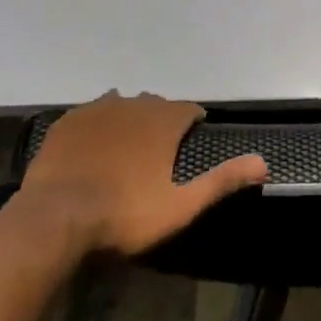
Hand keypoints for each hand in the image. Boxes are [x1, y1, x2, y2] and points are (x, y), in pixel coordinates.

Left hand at [19, 92, 267, 255]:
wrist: (56, 217)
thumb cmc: (125, 214)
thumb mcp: (180, 205)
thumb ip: (222, 181)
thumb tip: (264, 163)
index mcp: (163, 121)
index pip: (189, 109)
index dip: (194, 120)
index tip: (194, 134)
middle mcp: (134, 104)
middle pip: (155, 103)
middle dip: (161, 119)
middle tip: (159, 147)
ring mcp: (97, 109)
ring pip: (122, 103)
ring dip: (129, 117)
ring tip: (126, 144)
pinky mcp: (68, 121)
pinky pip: (90, 112)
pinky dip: (97, 124)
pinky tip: (93, 144)